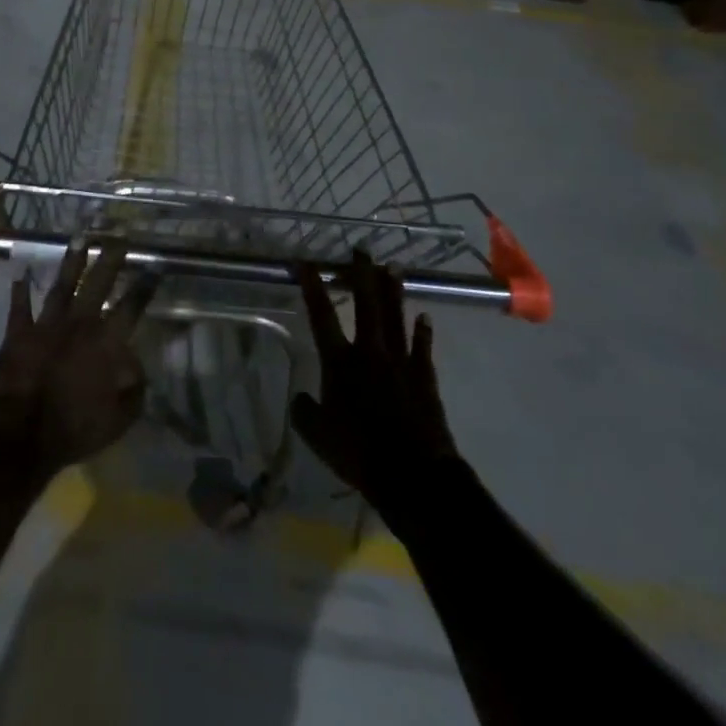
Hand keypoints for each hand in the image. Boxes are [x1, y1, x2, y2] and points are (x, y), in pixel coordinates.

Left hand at [0, 240, 154, 478]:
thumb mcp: (117, 420)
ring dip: (71, 262)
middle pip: (97, 285)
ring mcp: (46, 325)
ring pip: (62, 286)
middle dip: (109, 260)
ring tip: (79, 239)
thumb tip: (138, 368)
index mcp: (105, 344)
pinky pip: (20, 307)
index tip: (154, 266)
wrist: (20, 432)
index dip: (144, 287)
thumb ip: (133, 392)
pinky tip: (22, 273)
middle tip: (118, 238)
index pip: (130, 308)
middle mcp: (79, 325)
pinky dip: (20, 290)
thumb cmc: (73, 429)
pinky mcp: (19, 333)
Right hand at [292, 250, 461, 524]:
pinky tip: (425, 317)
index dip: (312, 286)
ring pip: (395, 318)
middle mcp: (369, 352)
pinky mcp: (424, 378)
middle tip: (361, 250)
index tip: (305, 261)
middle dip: (362, 275)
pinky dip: (423, 332)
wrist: (413, 475)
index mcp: (339, 362)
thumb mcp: (317, 436)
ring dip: (393, 292)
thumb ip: (304, 412)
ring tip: (393, 267)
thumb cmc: (359, 452)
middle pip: (366, 305)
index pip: (321, 315)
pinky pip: (422, 348)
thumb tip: (300, 398)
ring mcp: (400, 362)